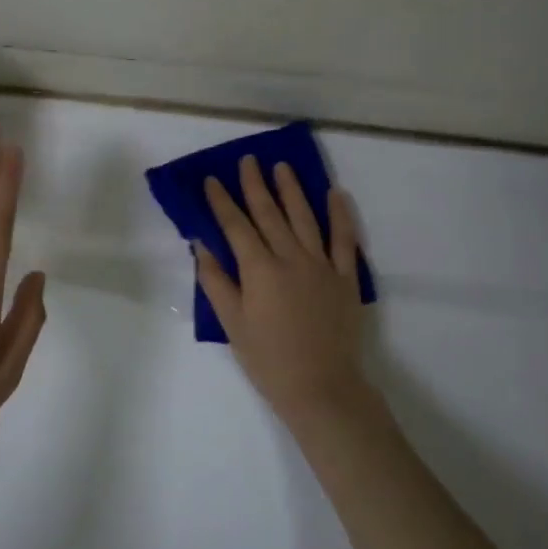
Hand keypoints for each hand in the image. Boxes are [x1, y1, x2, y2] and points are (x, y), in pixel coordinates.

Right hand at [195, 156, 370, 432]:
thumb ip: (216, 281)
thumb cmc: (268, 359)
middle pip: (269, 214)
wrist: (322, 387)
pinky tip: (336, 194)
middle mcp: (290, 258)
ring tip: (281, 167)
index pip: (236, 226)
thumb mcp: (232, 323)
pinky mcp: (346, 277)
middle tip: (247, 160)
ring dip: (292, 190)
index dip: (222, 201)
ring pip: (304, 218)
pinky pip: (344, 239)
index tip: (213, 179)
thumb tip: (201, 245)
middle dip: (255, 185)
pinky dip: (341, 215)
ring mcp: (321, 265)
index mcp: (259, 269)